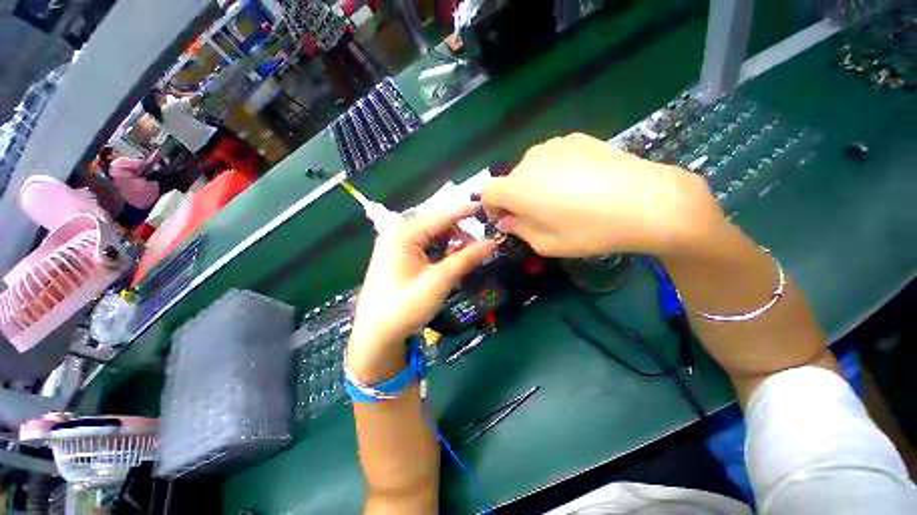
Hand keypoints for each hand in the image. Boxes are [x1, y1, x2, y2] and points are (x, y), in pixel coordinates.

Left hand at [348, 203, 497, 381]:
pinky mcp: (398, 257)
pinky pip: (425, 246)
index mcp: (403, 234)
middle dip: (458, 233)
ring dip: (450, 244)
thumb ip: (465, 259)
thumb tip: (492, 243)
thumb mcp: (438, 281)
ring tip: (464, 259)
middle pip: (435, 225)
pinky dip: (440, 251)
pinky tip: (449, 262)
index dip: (463, 211)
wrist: (376, 335)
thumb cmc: (405, 306)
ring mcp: (396, 245)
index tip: (483, 206)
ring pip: (431, 236)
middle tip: (477, 248)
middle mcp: (398, 234)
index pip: (440, 216)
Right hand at [481, 133, 721, 257]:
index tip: (505, 219)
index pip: (487, 192)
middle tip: (537, 215)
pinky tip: (579, 182)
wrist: (648, 201)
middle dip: (515, 199)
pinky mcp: (576, 139)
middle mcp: (529, 161)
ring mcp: (554, 146)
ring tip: (560, 199)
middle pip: (510, 180)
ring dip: (534, 184)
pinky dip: (554, 170)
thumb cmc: (591, 230)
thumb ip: (519, 230)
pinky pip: (552, 157)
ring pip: (530, 168)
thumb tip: (508, 219)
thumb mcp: (547, 244)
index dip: (491, 207)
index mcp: (518, 188)